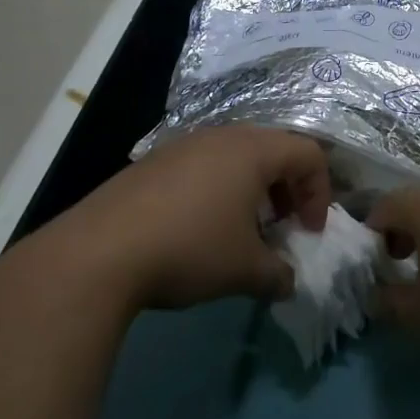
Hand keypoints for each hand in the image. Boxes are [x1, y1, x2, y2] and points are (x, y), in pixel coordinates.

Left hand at [55, 126, 331, 312]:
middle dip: (287, 190)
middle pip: (274, 150)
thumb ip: (278, 274)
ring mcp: (185, 144)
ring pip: (236, 157)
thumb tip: (288, 282)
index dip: (319, 192)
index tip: (308, 233)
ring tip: (241, 231)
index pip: (309, 154)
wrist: (99, 251)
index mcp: (253, 150)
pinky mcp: (155, 161)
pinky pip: (203, 165)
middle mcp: (222, 136)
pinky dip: (218, 190)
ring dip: (252, 191)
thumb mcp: (244, 270)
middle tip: (281, 228)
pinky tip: (199, 229)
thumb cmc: (189, 248)